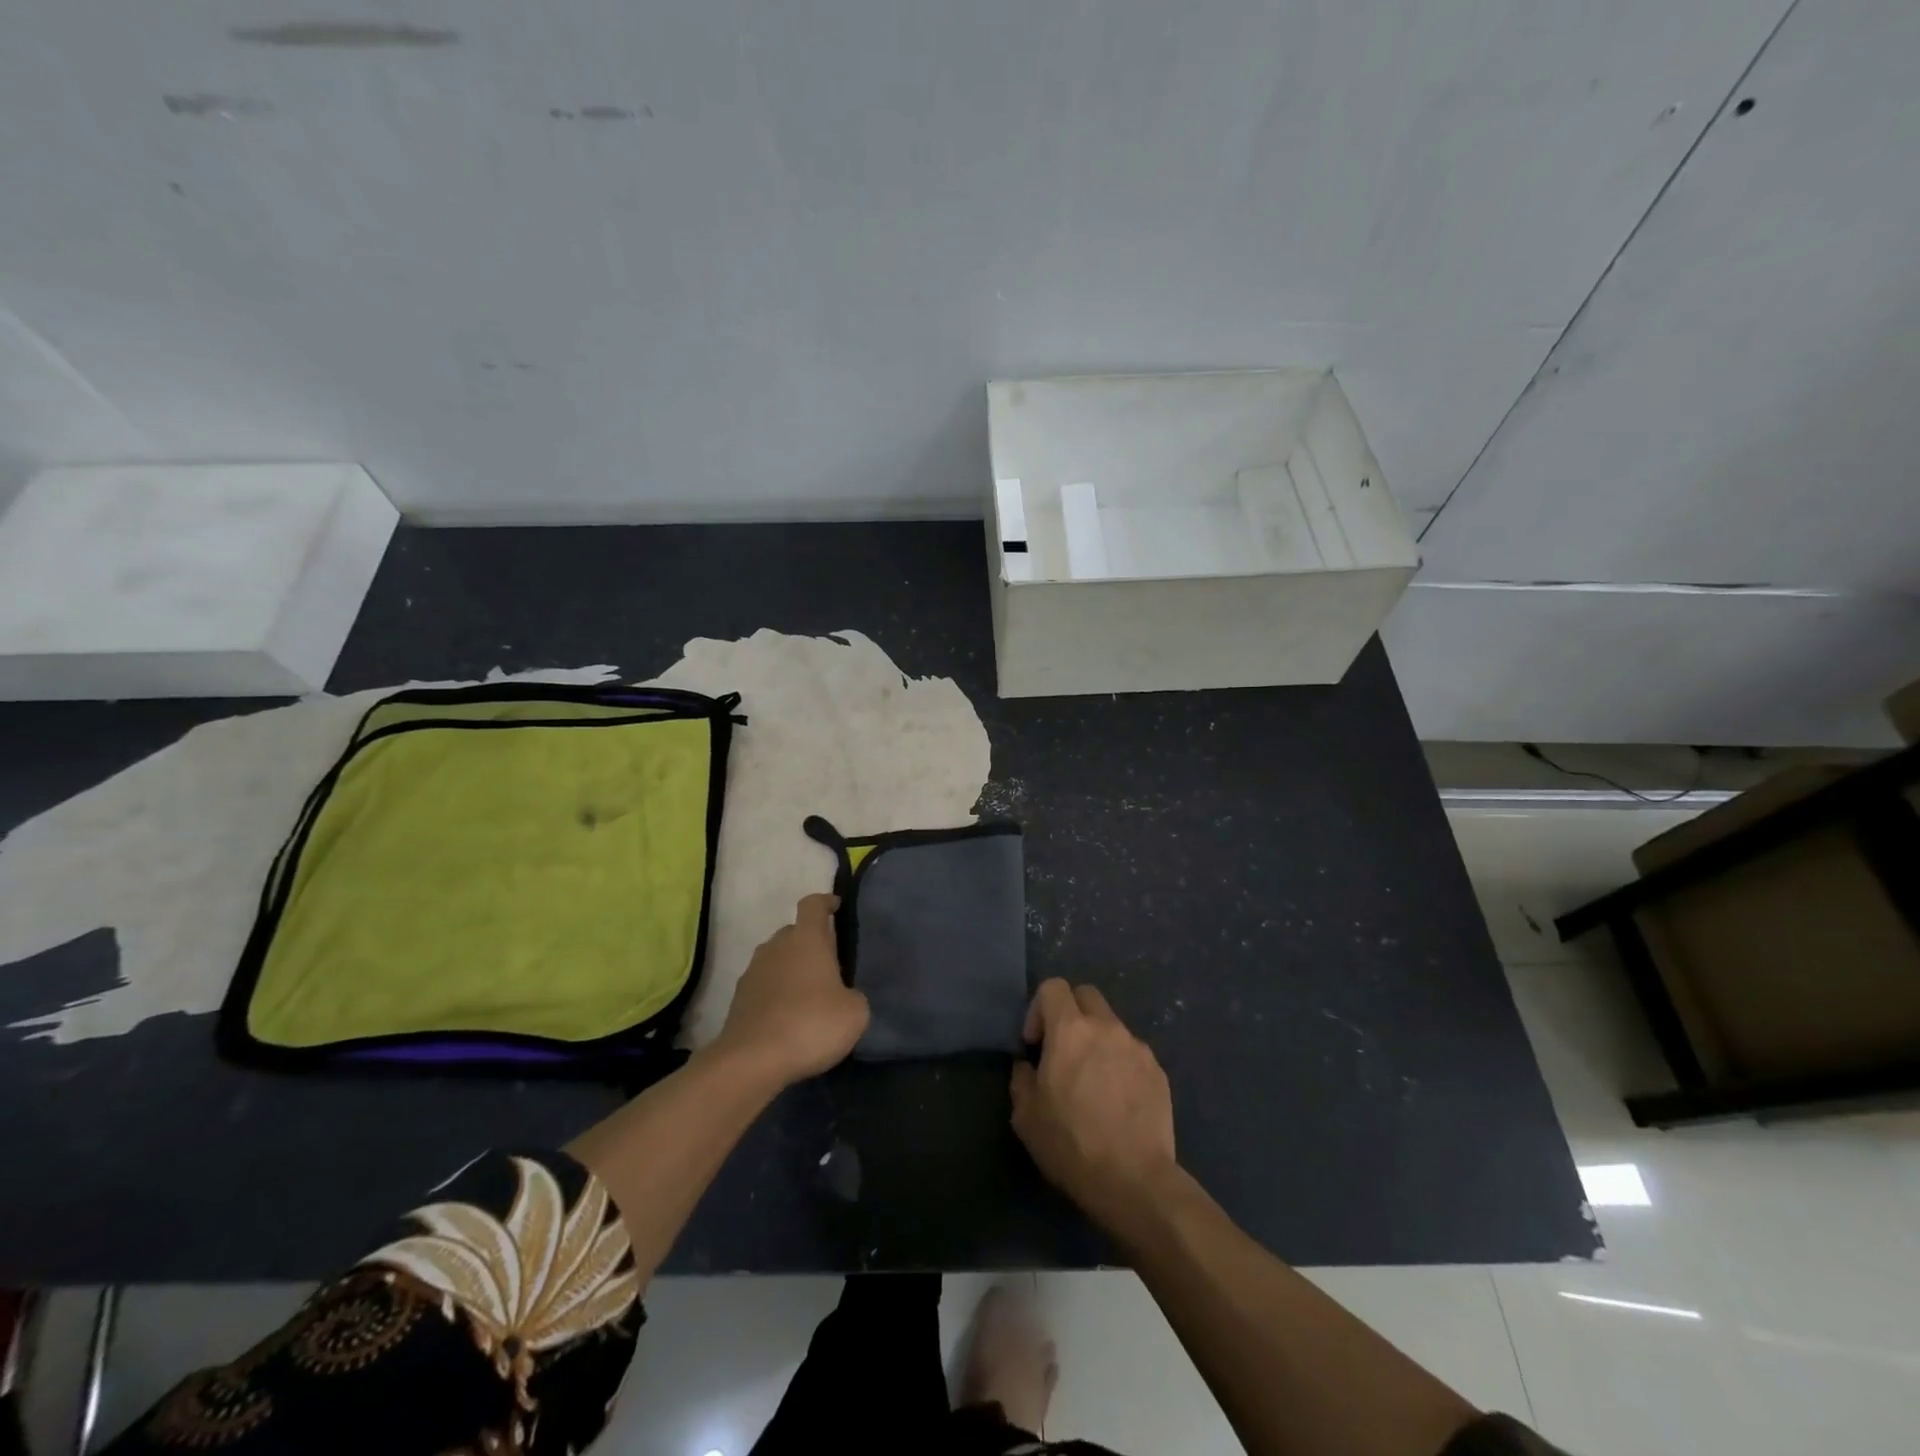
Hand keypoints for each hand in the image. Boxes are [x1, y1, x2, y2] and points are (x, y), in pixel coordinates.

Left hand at [715, 894, 868, 1087]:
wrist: (752, 1061)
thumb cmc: (811, 1025)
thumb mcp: (854, 1013)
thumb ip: (853, 996)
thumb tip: (843, 997)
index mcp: (807, 939)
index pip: (813, 904)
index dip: (826, 902)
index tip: (836, 907)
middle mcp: (777, 946)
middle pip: (794, 932)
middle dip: (810, 943)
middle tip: (829, 966)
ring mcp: (753, 971)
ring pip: (777, 959)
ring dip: (791, 970)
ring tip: (808, 996)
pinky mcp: (738, 999)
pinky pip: (763, 985)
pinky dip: (775, 994)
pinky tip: (787, 1018)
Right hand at [1010, 979, 1178, 1230]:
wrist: (1135, 1181)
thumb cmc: (1072, 1144)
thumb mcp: (1026, 1116)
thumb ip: (1022, 1078)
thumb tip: (1028, 1065)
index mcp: (1071, 1031)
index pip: (1053, 987)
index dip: (1038, 1009)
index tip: (1035, 1044)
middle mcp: (1107, 1027)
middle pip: (1086, 994)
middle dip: (1070, 1012)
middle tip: (1062, 1050)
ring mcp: (1137, 1047)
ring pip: (1111, 1024)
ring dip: (1097, 1040)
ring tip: (1093, 1081)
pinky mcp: (1158, 1071)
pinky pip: (1132, 1052)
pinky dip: (1120, 1064)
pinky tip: (1117, 1100)